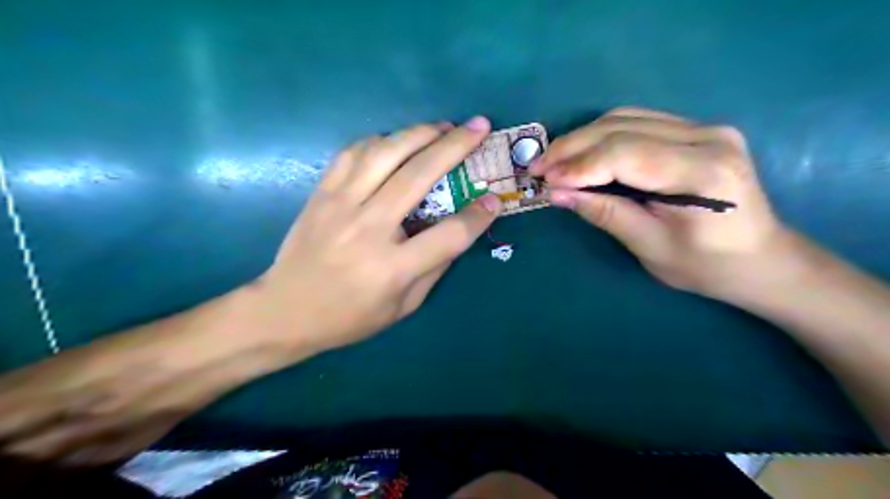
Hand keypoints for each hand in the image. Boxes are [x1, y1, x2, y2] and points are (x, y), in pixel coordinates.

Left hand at [0, 116, 499, 467]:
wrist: (283, 311)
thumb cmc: (348, 317)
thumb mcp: (402, 307)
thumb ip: (433, 268)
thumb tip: (458, 229)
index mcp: (392, 268)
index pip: (448, 235)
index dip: (478, 216)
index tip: (495, 200)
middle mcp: (368, 229)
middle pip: (418, 176)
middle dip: (455, 146)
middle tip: (478, 127)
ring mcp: (340, 206)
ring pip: (384, 153)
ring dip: (419, 133)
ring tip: (443, 126)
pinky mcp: (321, 194)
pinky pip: (352, 153)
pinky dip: (380, 140)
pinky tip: (396, 141)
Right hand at [530, 105, 788, 299]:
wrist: (760, 258)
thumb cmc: (707, 266)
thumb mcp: (650, 247)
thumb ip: (605, 214)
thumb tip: (557, 194)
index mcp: (703, 173)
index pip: (625, 154)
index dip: (578, 166)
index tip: (544, 181)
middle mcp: (707, 137)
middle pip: (622, 127)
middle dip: (572, 147)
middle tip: (538, 168)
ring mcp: (704, 128)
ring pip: (625, 118)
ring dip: (582, 138)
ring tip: (554, 161)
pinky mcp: (696, 130)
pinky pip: (637, 122)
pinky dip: (601, 137)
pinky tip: (582, 154)